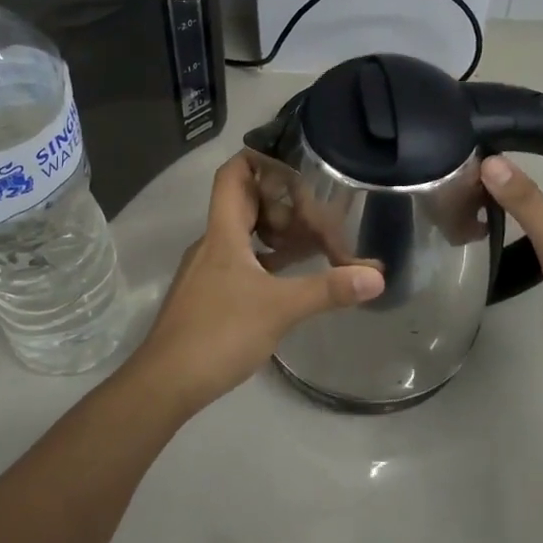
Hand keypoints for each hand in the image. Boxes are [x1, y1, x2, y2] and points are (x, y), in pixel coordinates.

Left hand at [125, 152, 385, 413]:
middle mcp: (212, 243)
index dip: (261, 160)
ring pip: (245, 235)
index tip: (296, 165)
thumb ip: (328, 290)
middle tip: (319, 210)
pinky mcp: (208, 295)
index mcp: (223, 232)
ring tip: (315, 241)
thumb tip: (376, 277)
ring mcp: (207, 270)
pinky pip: (242, 262)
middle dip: (282, 202)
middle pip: (245, 203)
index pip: (233, 175)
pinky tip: (291, 279)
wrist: (165, 383)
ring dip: (277, 234)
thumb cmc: (219, 333)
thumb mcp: (280, 309)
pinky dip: (268, 261)